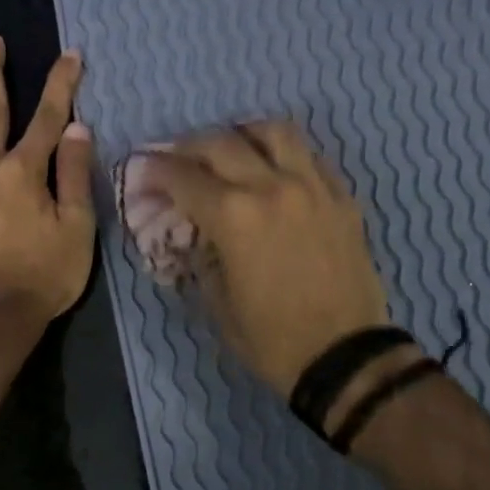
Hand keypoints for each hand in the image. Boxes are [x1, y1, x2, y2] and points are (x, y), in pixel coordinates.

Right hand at [138, 123, 388, 396]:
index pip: (183, 177)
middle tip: (178, 158)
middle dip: (189, 145)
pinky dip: (285, 154)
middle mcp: (271, 187)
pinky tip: (276, 170)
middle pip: (221, 143)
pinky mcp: (342, 198)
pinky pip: (311, 157)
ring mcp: (312, 187)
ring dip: (243, 133)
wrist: (345, 356)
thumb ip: (201, 256)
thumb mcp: (218, 303)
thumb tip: (195, 233)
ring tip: (233, 148)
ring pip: (274, 132)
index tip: (144, 169)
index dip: (156, 170)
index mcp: (233, 216)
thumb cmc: (272, 339)